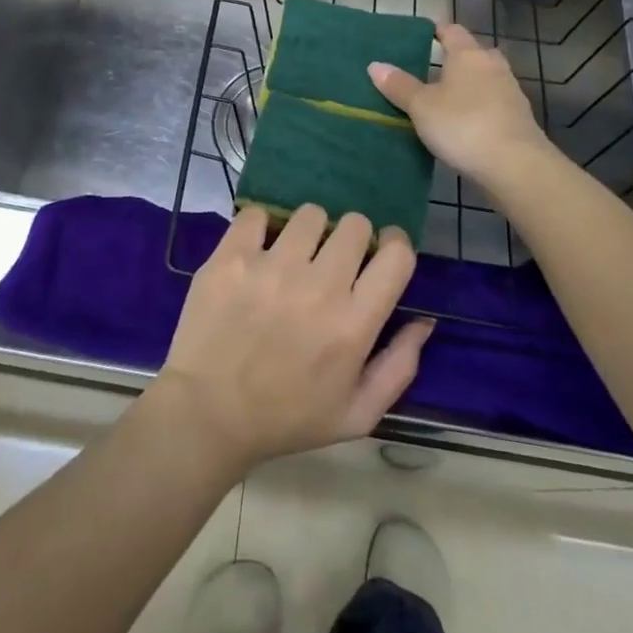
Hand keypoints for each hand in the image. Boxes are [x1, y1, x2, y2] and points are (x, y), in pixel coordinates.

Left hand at [153, 205, 431, 476]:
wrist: (208, 414)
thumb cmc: (287, 418)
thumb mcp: (357, 414)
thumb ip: (399, 367)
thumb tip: (424, 320)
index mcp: (353, 325)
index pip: (397, 255)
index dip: (395, 246)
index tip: (382, 253)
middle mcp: (317, 287)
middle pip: (355, 224)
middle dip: (352, 238)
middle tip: (333, 260)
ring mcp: (271, 267)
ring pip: (309, 214)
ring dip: (308, 231)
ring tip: (293, 255)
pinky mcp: (231, 257)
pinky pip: (257, 214)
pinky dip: (260, 226)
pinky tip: (257, 249)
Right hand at [369, 23, 552, 187]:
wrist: (515, 165)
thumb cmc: (462, 125)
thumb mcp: (421, 107)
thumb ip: (399, 85)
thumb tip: (375, 65)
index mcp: (468, 54)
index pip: (451, 31)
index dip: (436, 30)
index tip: (419, 36)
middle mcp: (492, 66)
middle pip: (473, 53)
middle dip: (454, 59)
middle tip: (430, 70)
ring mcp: (510, 91)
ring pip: (485, 79)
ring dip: (468, 85)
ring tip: (444, 99)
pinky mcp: (519, 118)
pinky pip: (493, 102)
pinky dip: (479, 106)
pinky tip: (464, 123)